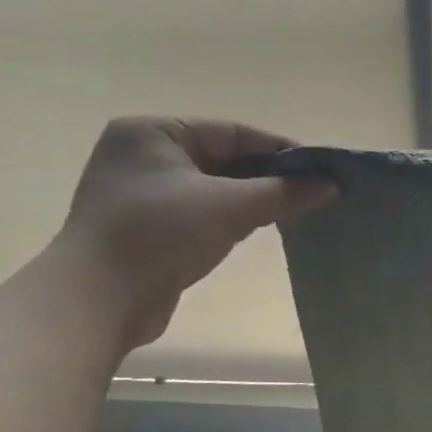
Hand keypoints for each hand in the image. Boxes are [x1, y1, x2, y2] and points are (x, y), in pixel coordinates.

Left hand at [53, 118, 337, 348]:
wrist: (100, 298)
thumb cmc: (161, 234)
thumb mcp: (231, 207)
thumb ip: (285, 192)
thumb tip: (332, 185)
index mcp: (154, 133)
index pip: (234, 133)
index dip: (283, 151)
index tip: (324, 169)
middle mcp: (145, 155)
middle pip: (227, 159)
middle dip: (272, 177)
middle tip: (317, 193)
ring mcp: (145, 192)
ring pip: (219, 187)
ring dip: (257, 199)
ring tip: (298, 211)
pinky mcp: (151, 225)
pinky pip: (206, 210)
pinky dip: (236, 217)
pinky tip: (264, 227)